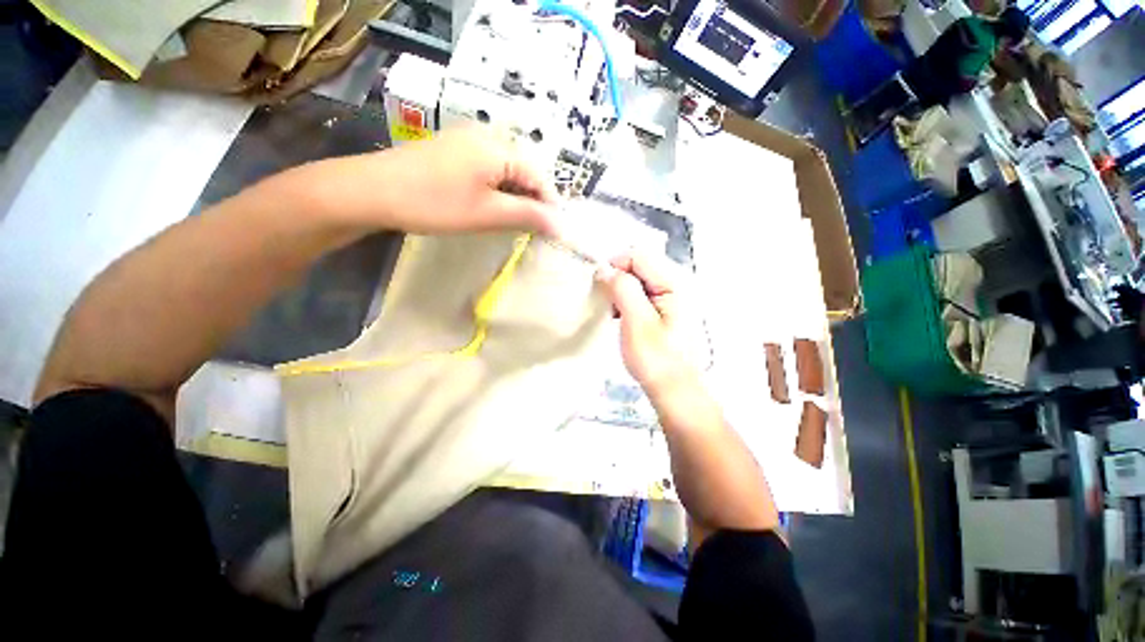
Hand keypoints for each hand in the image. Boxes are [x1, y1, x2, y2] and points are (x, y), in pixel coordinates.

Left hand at [371, 125, 560, 235]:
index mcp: (499, 148)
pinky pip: (489, 169)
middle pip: (525, 172)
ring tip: (512, 223)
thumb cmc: (435, 203)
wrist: (373, 190)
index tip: (552, 233)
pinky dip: (497, 190)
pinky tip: (490, 207)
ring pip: (507, 172)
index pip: (540, 177)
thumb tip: (560, 225)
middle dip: (531, 202)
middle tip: (531, 231)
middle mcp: (487, 136)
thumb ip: (528, 216)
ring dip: (514, 198)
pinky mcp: (455, 150)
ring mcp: (468, 140)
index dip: (549, 206)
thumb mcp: (487, 213)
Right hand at [596, 253, 697, 395]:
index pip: (638, 255)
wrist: (673, 389)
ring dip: (620, 291)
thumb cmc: (655, 358)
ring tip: (613, 313)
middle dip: (617, 279)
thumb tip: (604, 268)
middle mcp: (676, 283)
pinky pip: (641, 292)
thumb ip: (623, 289)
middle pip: (638, 264)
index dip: (615, 266)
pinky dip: (626, 300)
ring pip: (637, 279)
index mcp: (674, 283)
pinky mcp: (665, 308)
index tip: (601, 288)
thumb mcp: (637, 322)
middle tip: (607, 304)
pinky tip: (621, 317)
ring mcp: (672, 296)